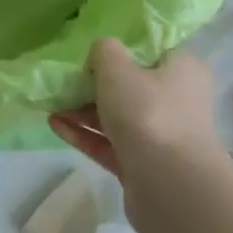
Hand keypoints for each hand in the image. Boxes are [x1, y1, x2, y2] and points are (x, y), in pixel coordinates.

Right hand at [51, 40, 222, 232]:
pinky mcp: (142, 165)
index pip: (153, 49)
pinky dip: (83, 133)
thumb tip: (101, 54)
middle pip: (132, 84)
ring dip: (83, 109)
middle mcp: (176, 100)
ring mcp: (160, 135)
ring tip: (50, 101)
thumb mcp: (118, 68)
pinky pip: (108, 143)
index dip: (123, 46)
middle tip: (64, 77)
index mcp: (182, 69)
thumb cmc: (149, 112)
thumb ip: (104, 51)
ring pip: (117, 116)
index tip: (92, 47)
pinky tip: (54, 124)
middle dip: (95, 82)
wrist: (170, 186)